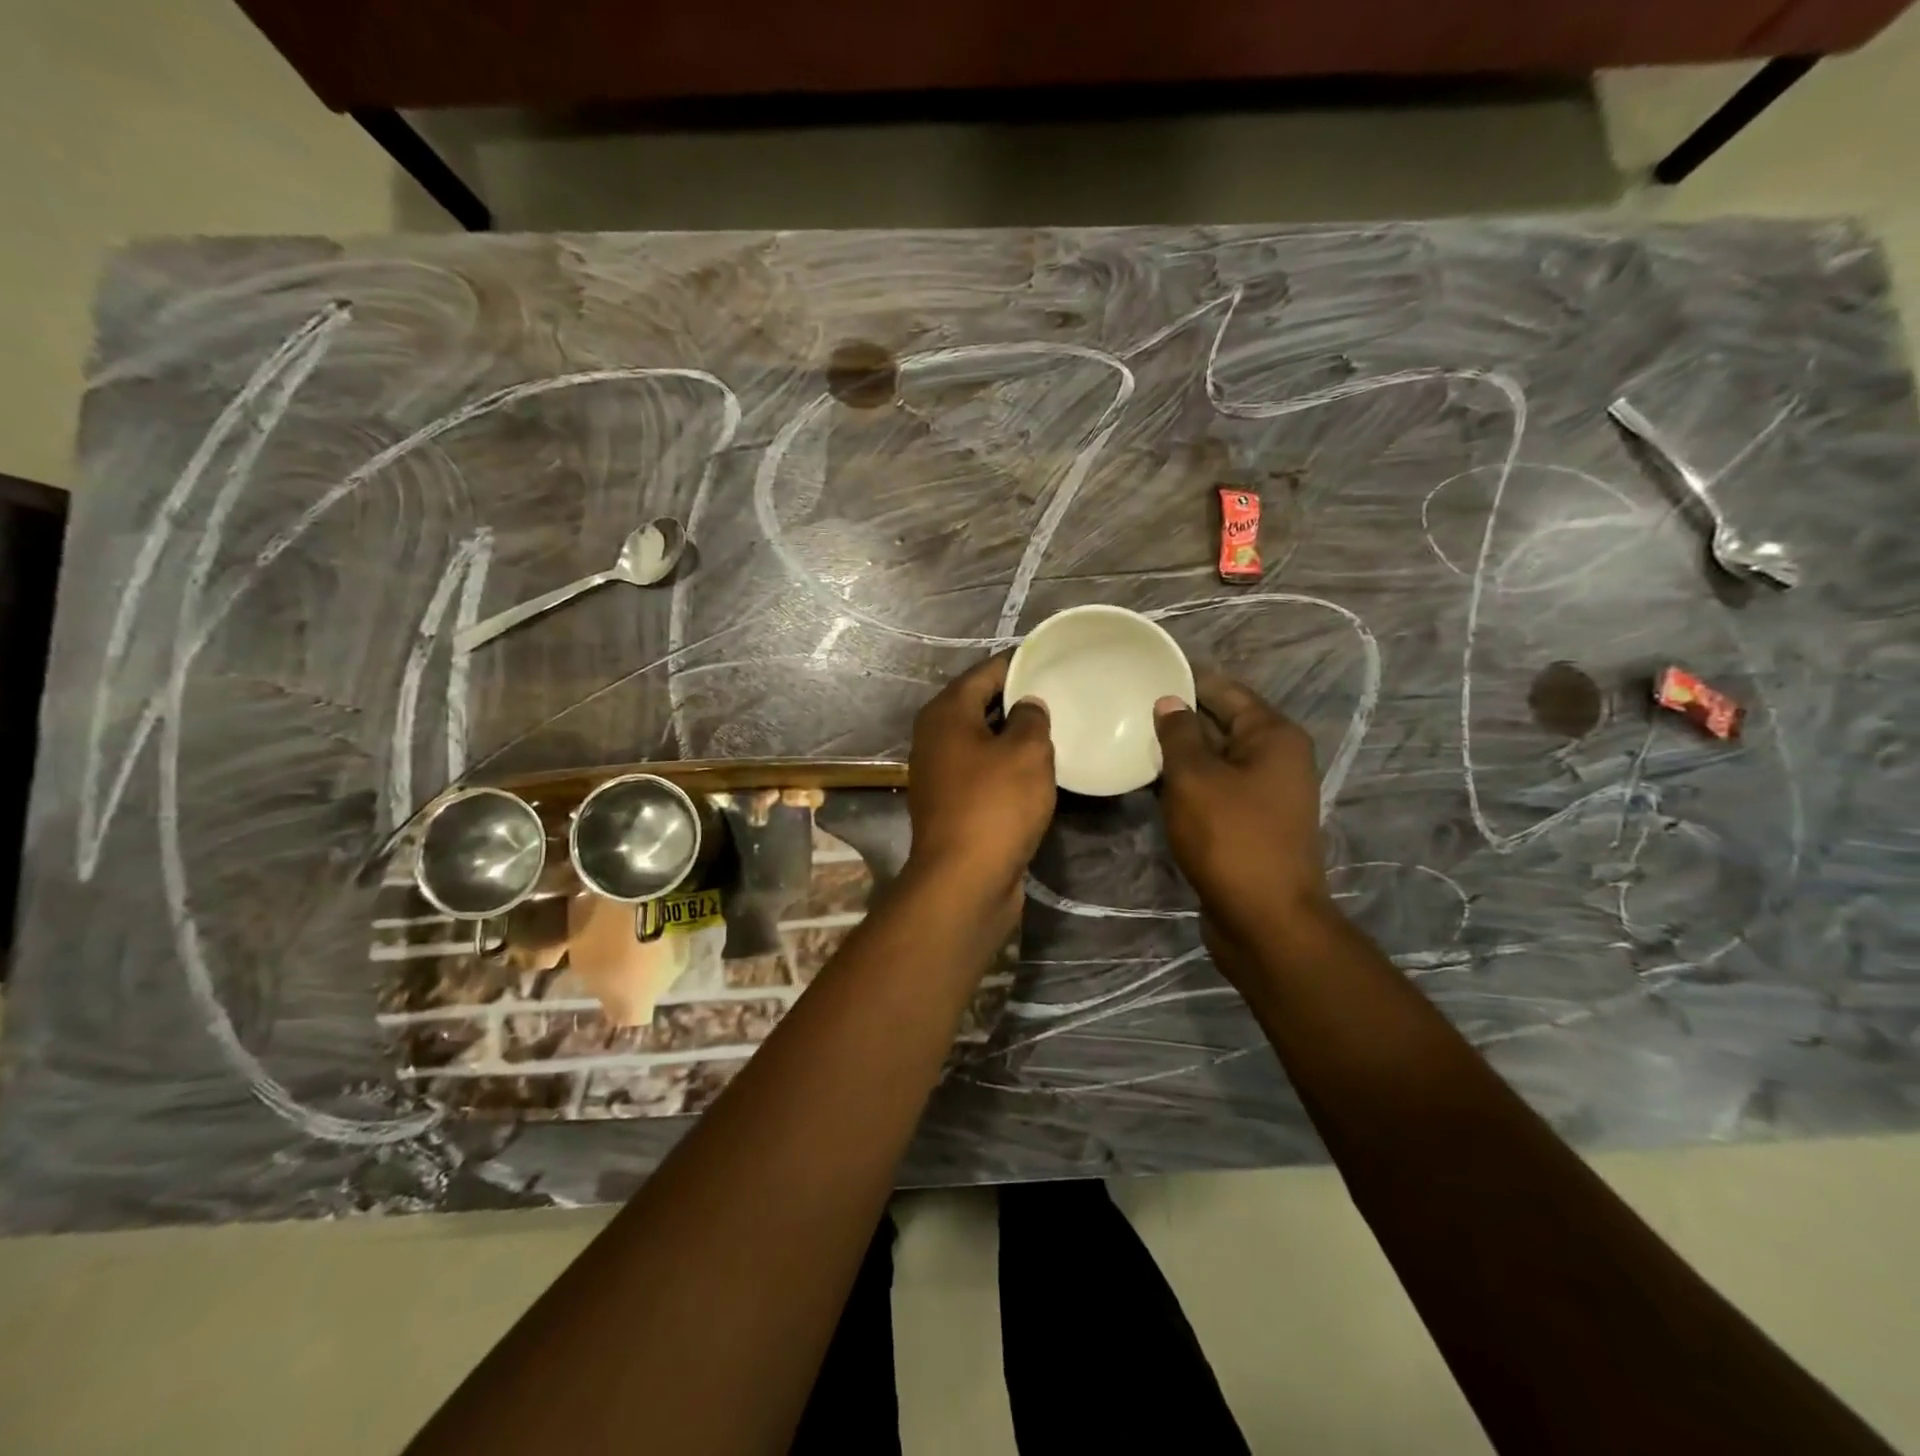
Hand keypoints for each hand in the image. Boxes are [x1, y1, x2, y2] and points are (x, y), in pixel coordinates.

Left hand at [904, 653, 1055, 907]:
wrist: (964, 880)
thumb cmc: (995, 805)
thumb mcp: (1026, 752)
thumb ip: (1031, 718)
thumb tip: (1027, 706)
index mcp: (945, 713)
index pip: (983, 673)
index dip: (1016, 664)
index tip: (1047, 659)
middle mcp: (934, 738)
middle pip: (978, 705)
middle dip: (1014, 699)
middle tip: (1056, 694)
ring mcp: (939, 774)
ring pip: (980, 741)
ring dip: (1010, 736)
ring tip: (1052, 729)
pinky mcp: (950, 805)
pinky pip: (981, 771)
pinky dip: (1004, 766)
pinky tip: (1034, 770)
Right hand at [1154, 671, 1331, 947]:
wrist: (1265, 919)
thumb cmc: (1230, 837)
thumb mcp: (1195, 778)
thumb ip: (1178, 734)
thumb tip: (1169, 702)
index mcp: (1272, 736)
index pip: (1225, 690)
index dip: (1187, 678)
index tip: (1146, 670)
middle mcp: (1275, 758)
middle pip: (1222, 723)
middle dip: (1179, 715)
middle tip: (1129, 705)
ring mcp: (1264, 793)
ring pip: (1215, 758)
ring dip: (1179, 752)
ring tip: (1131, 738)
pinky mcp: (1248, 822)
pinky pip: (1214, 788)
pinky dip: (1186, 782)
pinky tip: (1149, 781)